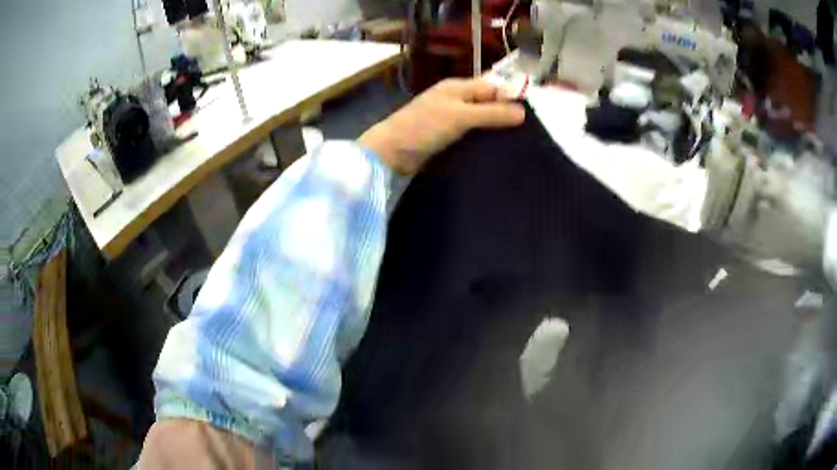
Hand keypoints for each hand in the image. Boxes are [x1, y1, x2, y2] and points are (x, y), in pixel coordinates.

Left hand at [359, 78, 525, 174]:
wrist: (390, 152)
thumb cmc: (423, 127)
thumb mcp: (460, 117)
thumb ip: (491, 113)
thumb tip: (523, 112)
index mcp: (458, 88)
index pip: (493, 88)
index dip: (510, 99)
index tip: (529, 119)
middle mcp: (456, 100)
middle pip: (488, 103)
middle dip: (504, 115)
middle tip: (526, 135)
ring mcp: (450, 118)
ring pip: (480, 121)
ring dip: (494, 130)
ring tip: (515, 145)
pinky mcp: (447, 137)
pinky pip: (470, 135)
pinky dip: (481, 141)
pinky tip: (494, 152)